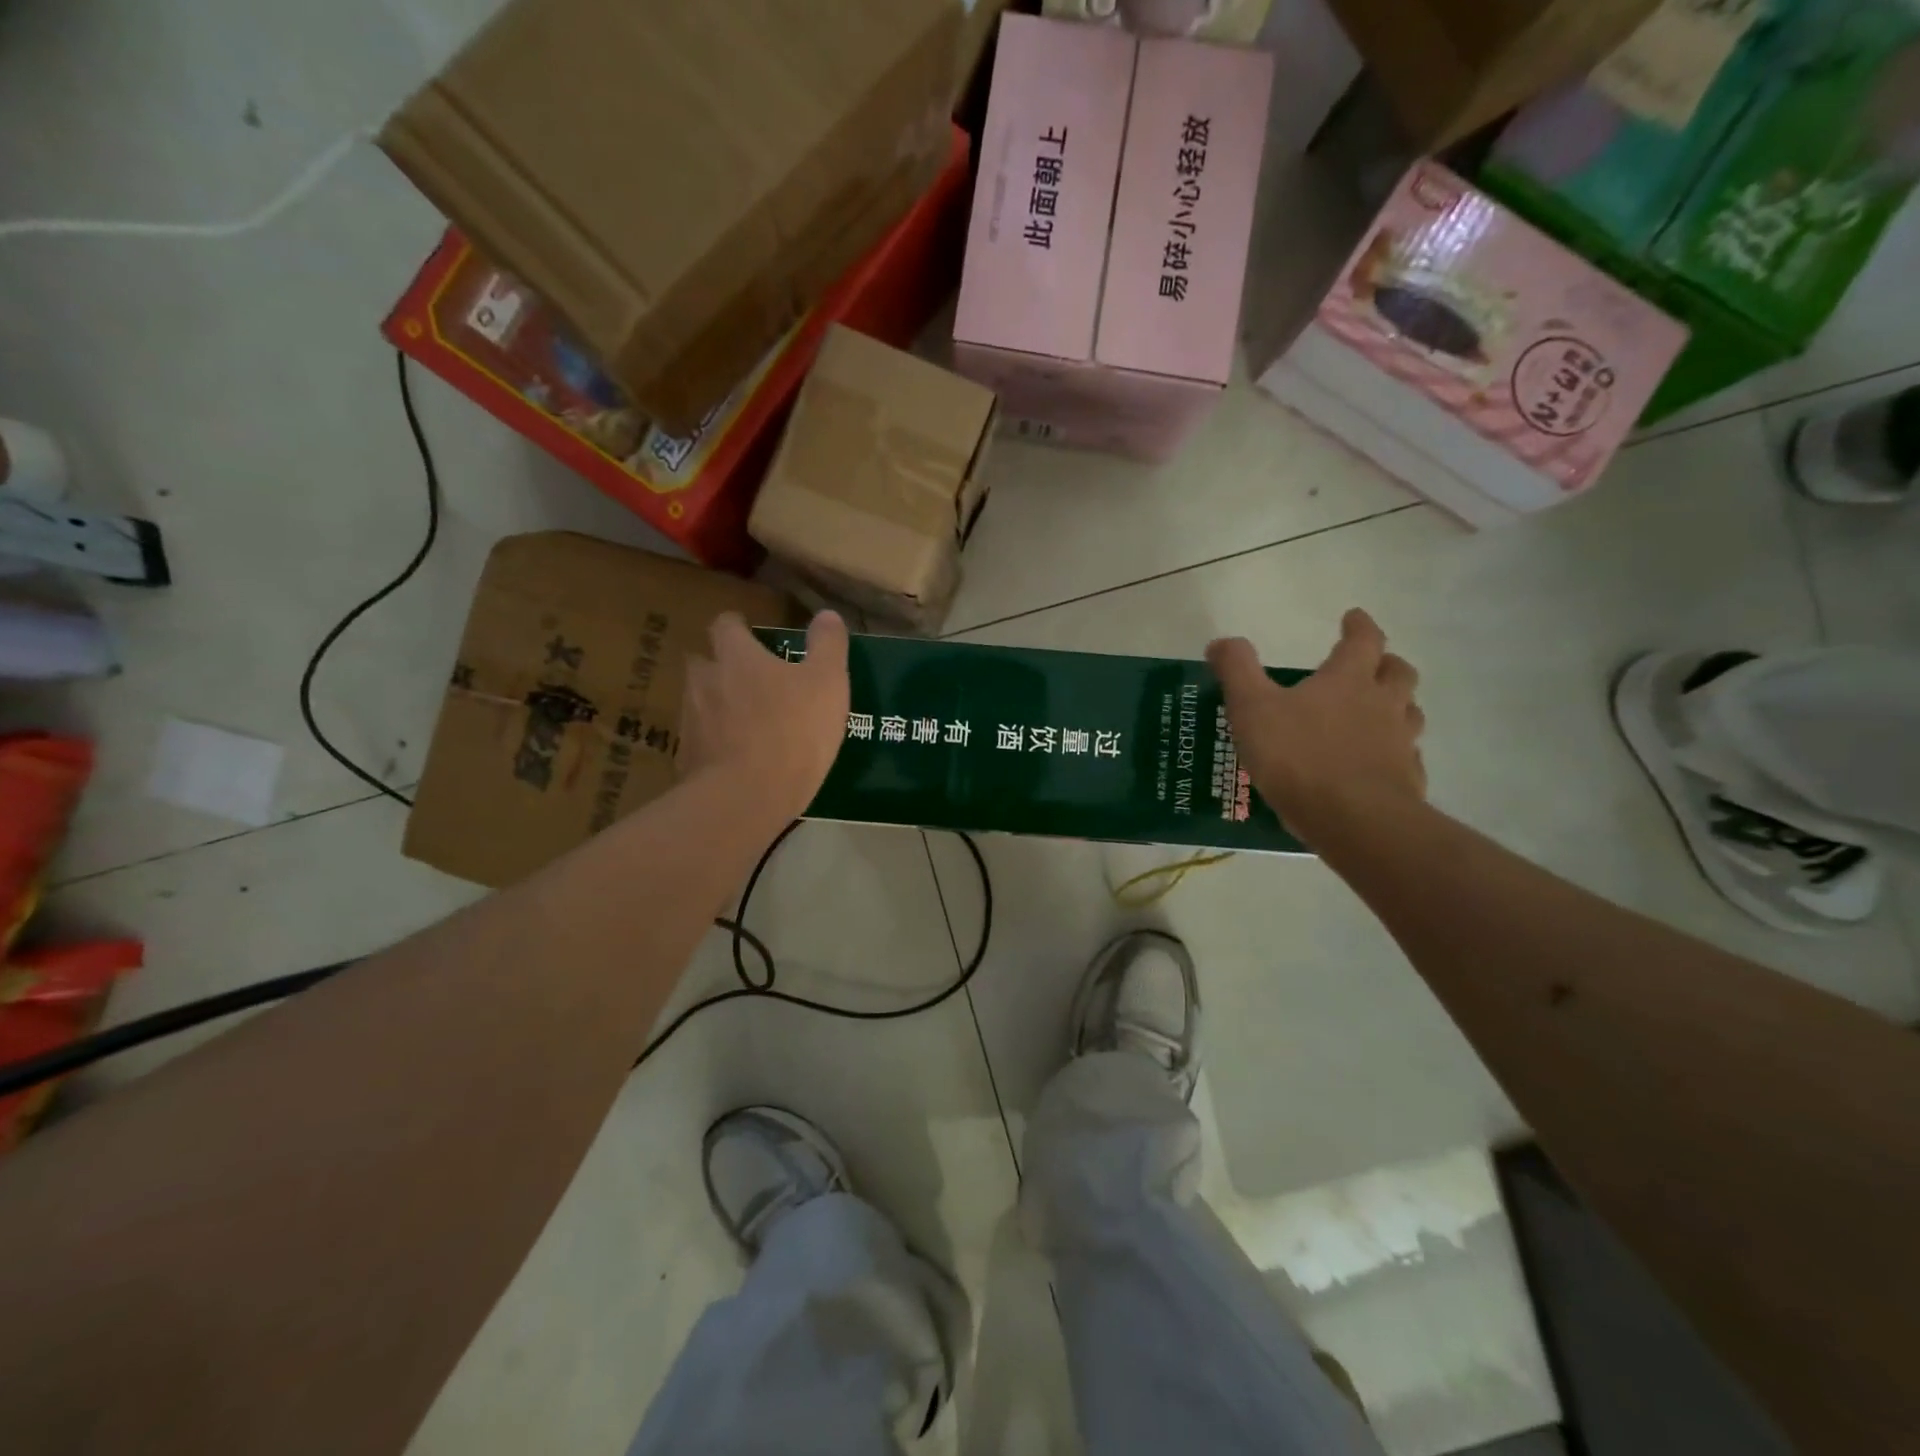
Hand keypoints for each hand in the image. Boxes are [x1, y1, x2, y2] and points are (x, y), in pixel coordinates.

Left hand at [678, 611, 850, 825]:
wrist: (747, 796)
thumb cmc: (793, 730)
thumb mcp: (827, 683)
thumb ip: (827, 645)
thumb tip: (827, 614)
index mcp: (736, 657)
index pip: (725, 625)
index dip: (738, 628)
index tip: (751, 636)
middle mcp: (704, 681)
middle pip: (703, 662)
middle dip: (720, 667)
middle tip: (747, 681)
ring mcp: (691, 721)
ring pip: (698, 702)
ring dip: (716, 706)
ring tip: (743, 724)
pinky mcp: (687, 758)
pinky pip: (700, 741)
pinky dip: (714, 744)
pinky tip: (735, 760)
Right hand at [1206, 609, 1425, 844]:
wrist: (1353, 819)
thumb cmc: (1298, 756)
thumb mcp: (1251, 709)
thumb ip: (1237, 671)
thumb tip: (1222, 641)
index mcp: (1348, 680)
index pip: (1364, 640)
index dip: (1359, 625)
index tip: (1353, 617)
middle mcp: (1383, 704)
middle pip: (1398, 672)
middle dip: (1386, 663)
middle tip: (1371, 665)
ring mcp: (1401, 743)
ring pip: (1409, 713)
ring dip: (1397, 706)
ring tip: (1377, 714)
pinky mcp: (1407, 780)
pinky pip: (1407, 758)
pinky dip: (1396, 754)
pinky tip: (1377, 766)